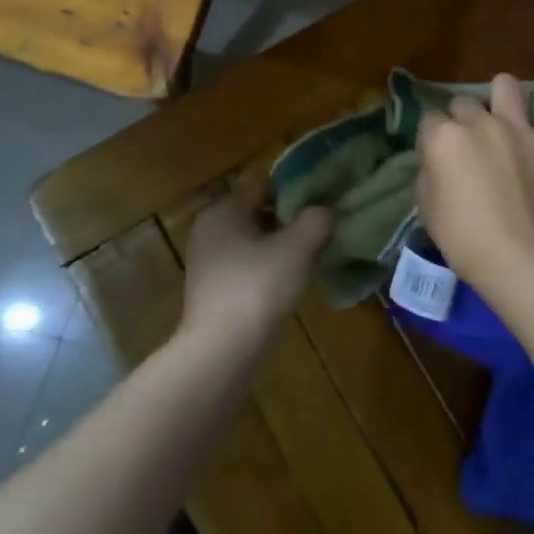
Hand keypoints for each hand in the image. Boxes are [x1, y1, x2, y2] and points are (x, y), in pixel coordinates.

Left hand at [180, 176, 329, 348]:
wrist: (222, 352)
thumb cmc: (259, 286)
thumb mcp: (298, 246)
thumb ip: (316, 220)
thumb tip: (325, 211)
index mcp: (224, 208)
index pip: (262, 181)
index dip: (293, 186)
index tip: (321, 197)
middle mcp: (210, 229)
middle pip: (256, 210)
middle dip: (288, 216)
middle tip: (321, 224)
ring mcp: (208, 262)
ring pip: (253, 239)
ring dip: (280, 243)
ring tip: (313, 252)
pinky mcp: (213, 290)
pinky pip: (247, 265)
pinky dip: (268, 266)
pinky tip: (292, 278)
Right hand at [414, 59, 533, 302]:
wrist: (518, 257)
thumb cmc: (463, 238)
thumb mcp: (426, 207)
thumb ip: (429, 172)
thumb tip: (437, 159)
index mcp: (443, 138)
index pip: (429, 122)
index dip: (430, 139)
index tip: (435, 158)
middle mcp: (477, 122)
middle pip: (463, 105)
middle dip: (460, 121)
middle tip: (466, 148)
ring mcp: (516, 127)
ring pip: (504, 88)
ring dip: (497, 95)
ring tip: (497, 106)